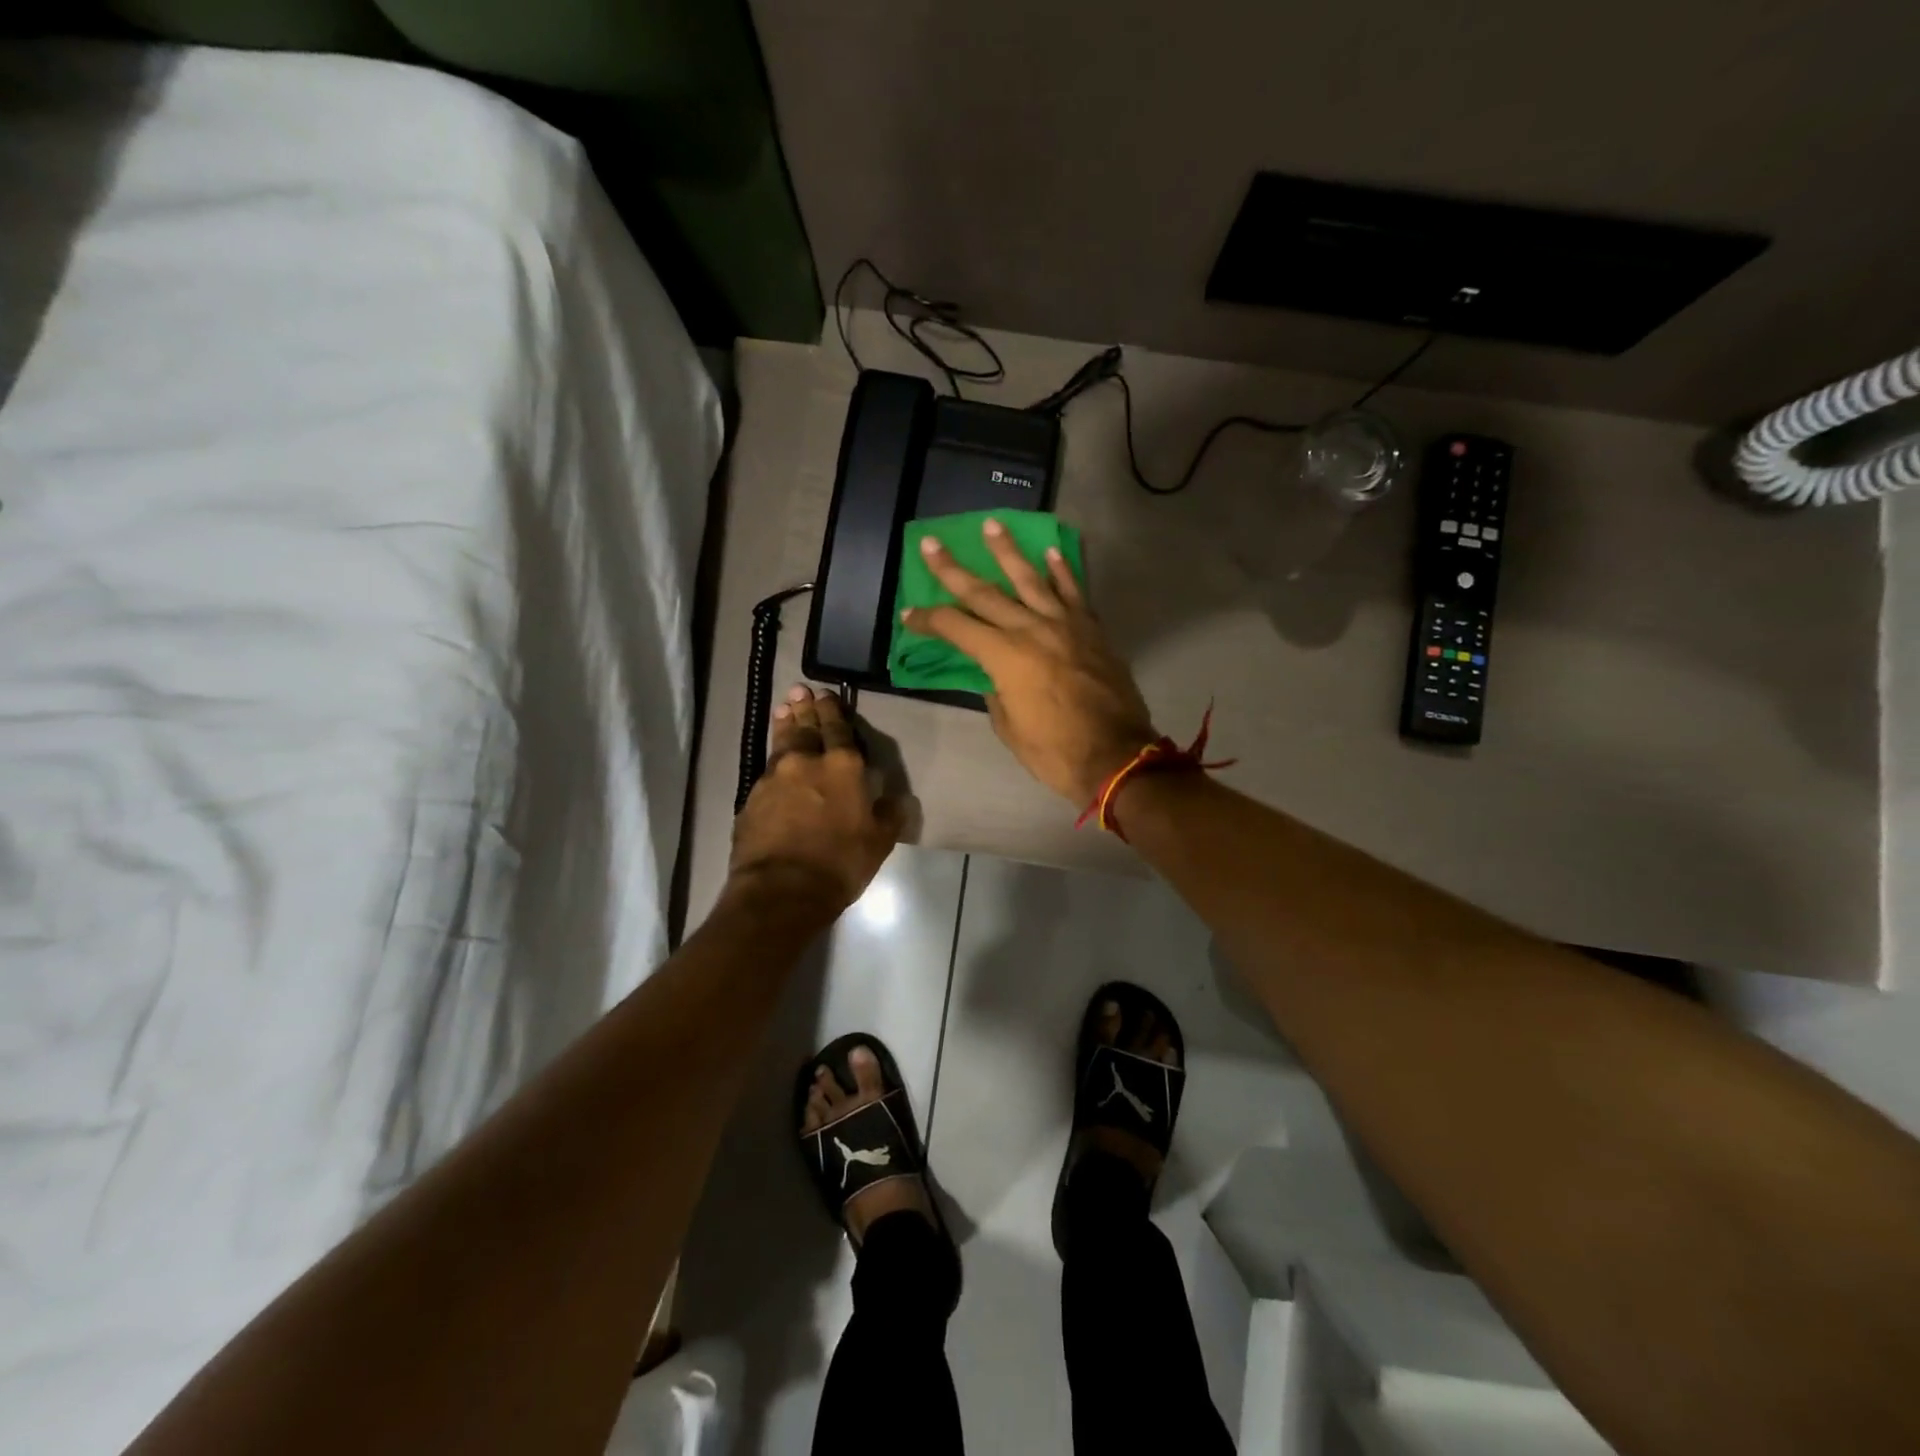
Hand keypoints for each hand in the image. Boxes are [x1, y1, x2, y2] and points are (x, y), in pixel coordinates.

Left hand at [729, 685, 902, 913]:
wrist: (782, 889)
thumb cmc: (840, 863)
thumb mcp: (879, 842)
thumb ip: (889, 815)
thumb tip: (897, 799)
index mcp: (843, 766)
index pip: (838, 728)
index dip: (833, 710)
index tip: (826, 694)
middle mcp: (806, 762)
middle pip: (805, 727)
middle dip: (805, 708)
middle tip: (800, 690)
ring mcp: (774, 777)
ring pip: (781, 743)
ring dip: (784, 724)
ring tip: (784, 709)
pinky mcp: (752, 797)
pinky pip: (766, 770)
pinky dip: (773, 760)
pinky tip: (774, 761)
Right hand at [900, 521, 1155, 804]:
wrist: (1116, 756)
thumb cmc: (1055, 752)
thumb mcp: (1009, 728)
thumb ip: (996, 692)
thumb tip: (994, 675)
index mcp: (1005, 656)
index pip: (956, 627)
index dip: (928, 620)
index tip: (909, 614)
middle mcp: (1032, 629)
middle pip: (985, 593)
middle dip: (953, 570)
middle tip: (932, 544)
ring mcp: (1065, 624)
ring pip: (1031, 578)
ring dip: (1008, 551)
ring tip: (992, 525)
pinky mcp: (1091, 629)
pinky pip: (1074, 592)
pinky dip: (1062, 570)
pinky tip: (1051, 550)